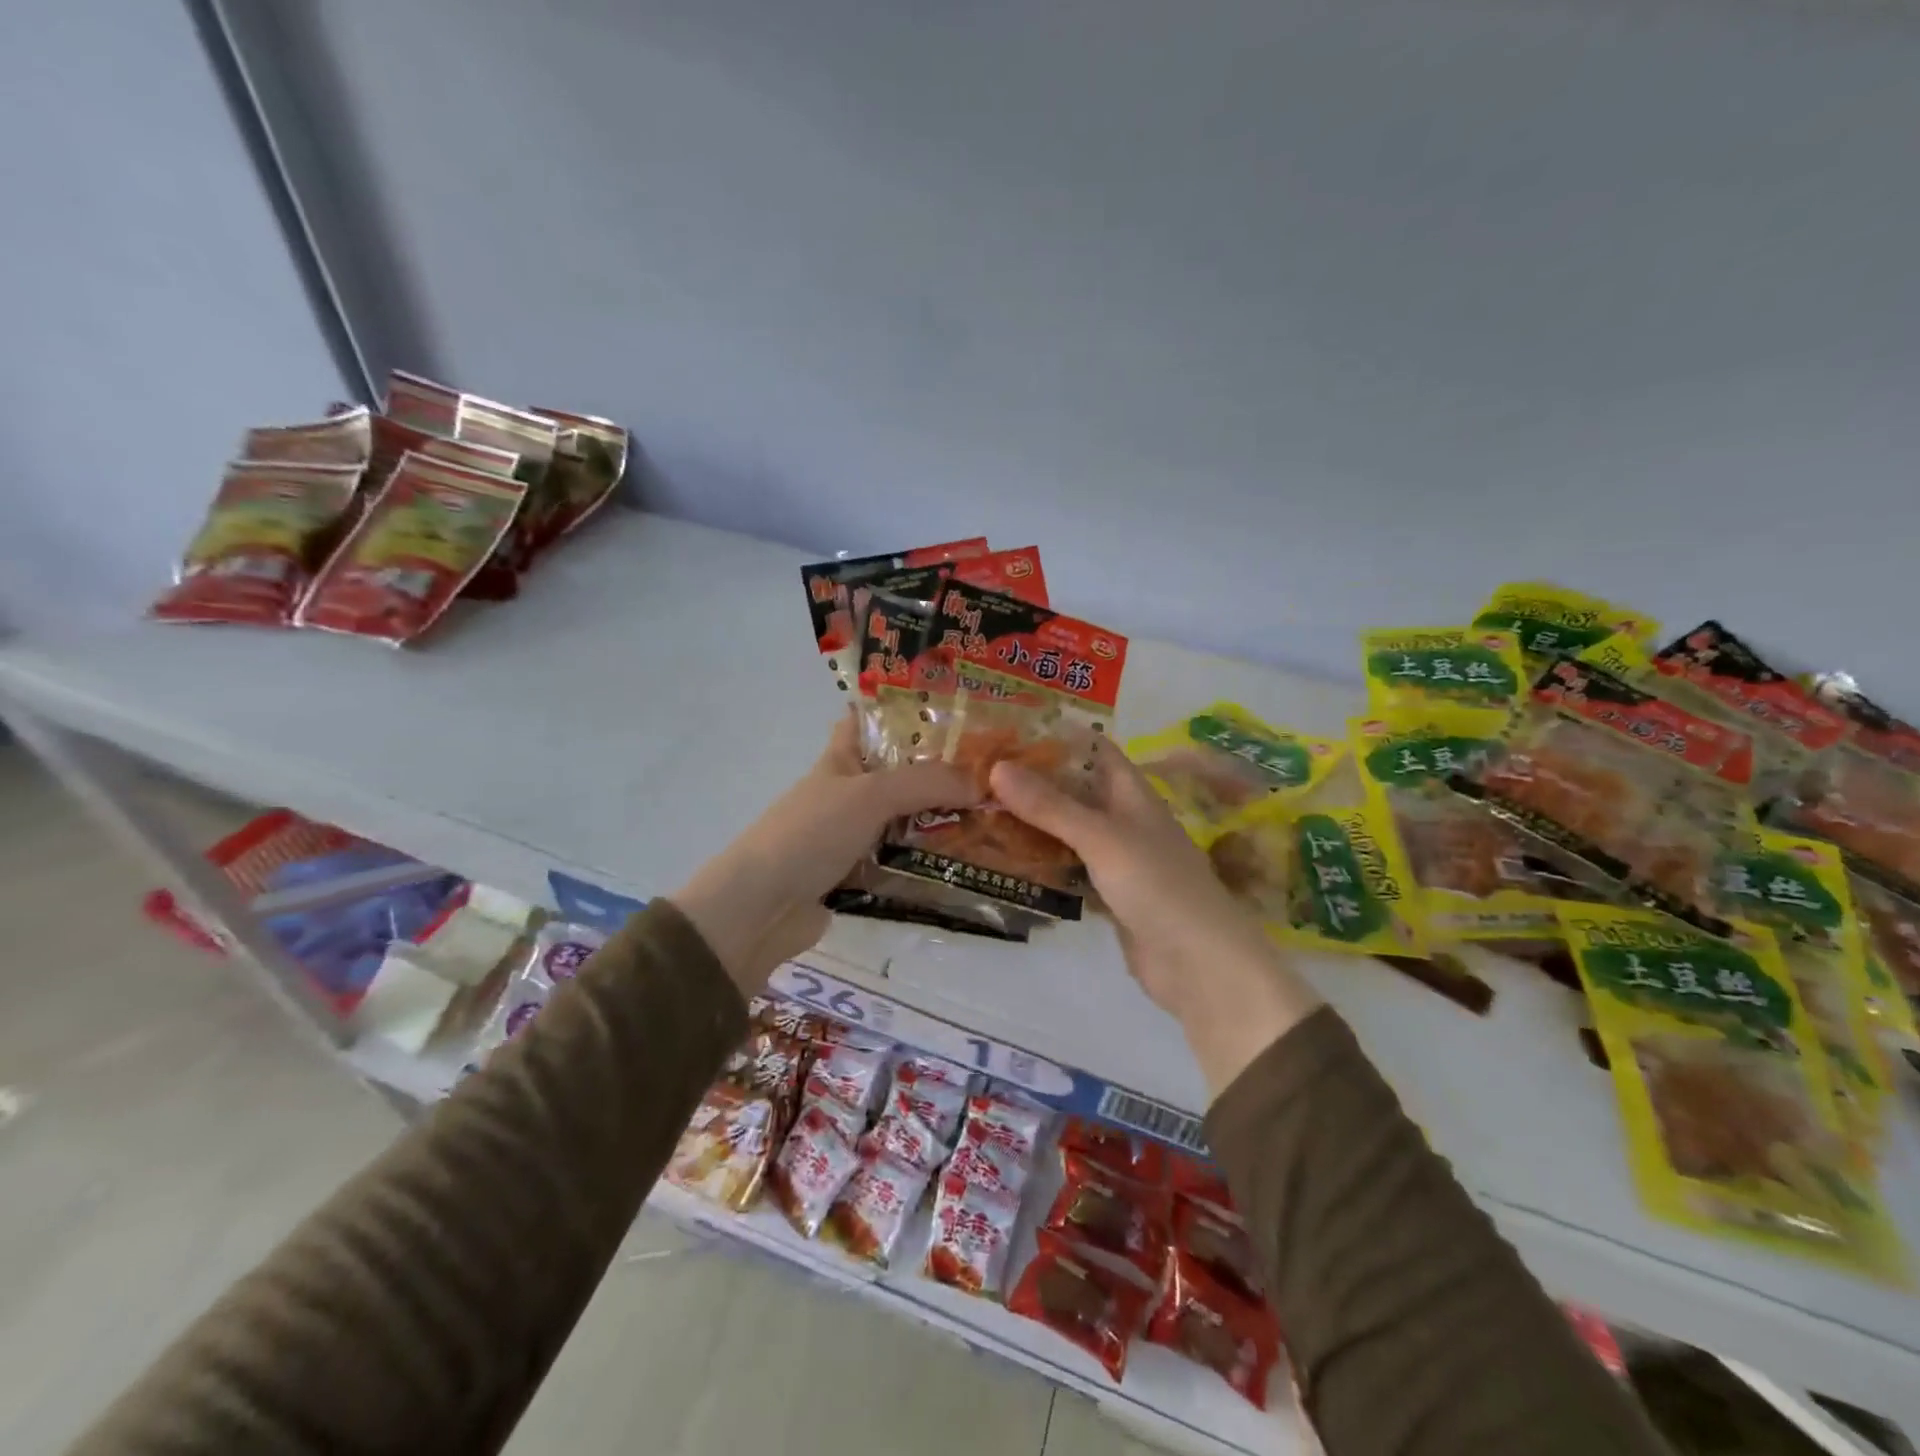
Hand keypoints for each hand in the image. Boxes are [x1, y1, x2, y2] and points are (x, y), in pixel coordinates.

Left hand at [671, 713, 978, 993]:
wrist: (761, 908)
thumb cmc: (811, 833)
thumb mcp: (870, 794)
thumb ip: (926, 783)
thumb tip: (980, 784)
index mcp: (839, 761)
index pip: (865, 722)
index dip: (897, 710)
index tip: (948, 708)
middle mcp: (846, 795)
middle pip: (897, 776)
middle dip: (939, 772)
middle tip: (993, 772)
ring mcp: (850, 837)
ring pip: (903, 821)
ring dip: (939, 822)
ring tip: (995, 818)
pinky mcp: (855, 877)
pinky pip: (899, 863)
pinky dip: (925, 863)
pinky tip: (965, 864)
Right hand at [990, 739, 1321, 1093]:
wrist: (1198, 964)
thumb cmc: (1157, 885)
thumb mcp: (1102, 838)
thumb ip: (1050, 806)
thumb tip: (997, 767)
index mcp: (1132, 794)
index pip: (1094, 750)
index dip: (1058, 736)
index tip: (1010, 727)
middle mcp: (1124, 819)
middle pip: (1075, 790)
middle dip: (1035, 780)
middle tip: (981, 772)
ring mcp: (1116, 859)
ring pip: (1068, 830)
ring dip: (1034, 822)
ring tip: (983, 808)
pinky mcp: (1107, 894)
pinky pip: (1069, 868)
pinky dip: (1042, 861)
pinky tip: (1007, 858)